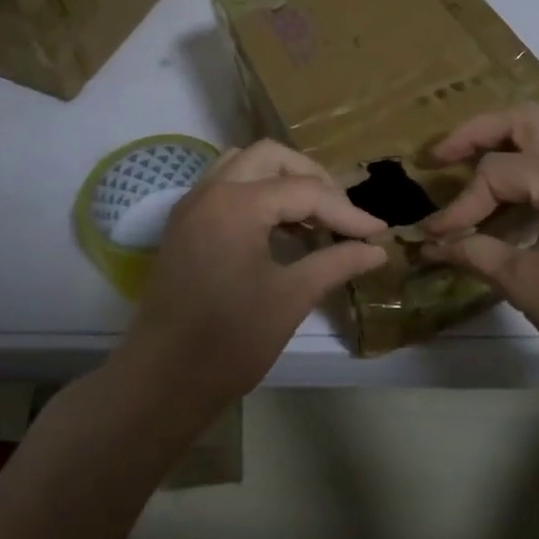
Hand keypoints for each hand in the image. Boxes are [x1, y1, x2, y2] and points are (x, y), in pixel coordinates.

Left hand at [112, 140, 386, 421]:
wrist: (160, 382)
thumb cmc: (229, 341)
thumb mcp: (290, 299)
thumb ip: (336, 263)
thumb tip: (377, 249)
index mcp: (236, 204)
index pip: (305, 191)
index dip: (347, 211)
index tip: (379, 232)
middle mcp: (210, 191)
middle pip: (271, 157)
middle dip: (312, 178)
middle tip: (341, 213)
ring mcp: (191, 205)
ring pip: (244, 164)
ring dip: (281, 179)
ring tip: (312, 215)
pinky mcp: (184, 225)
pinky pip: (225, 186)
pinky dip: (257, 193)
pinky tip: (280, 228)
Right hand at [421, 104, 538, 405]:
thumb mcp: (527, 285)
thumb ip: (475, 253)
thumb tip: (430, 244)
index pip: (496, 172)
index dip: (458, 204)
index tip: (431, 236)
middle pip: (524, 121)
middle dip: (476, 134)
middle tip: (439, 157)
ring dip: (504, 140)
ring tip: (465, 163)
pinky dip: (527, 161)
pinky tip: (504, 192)